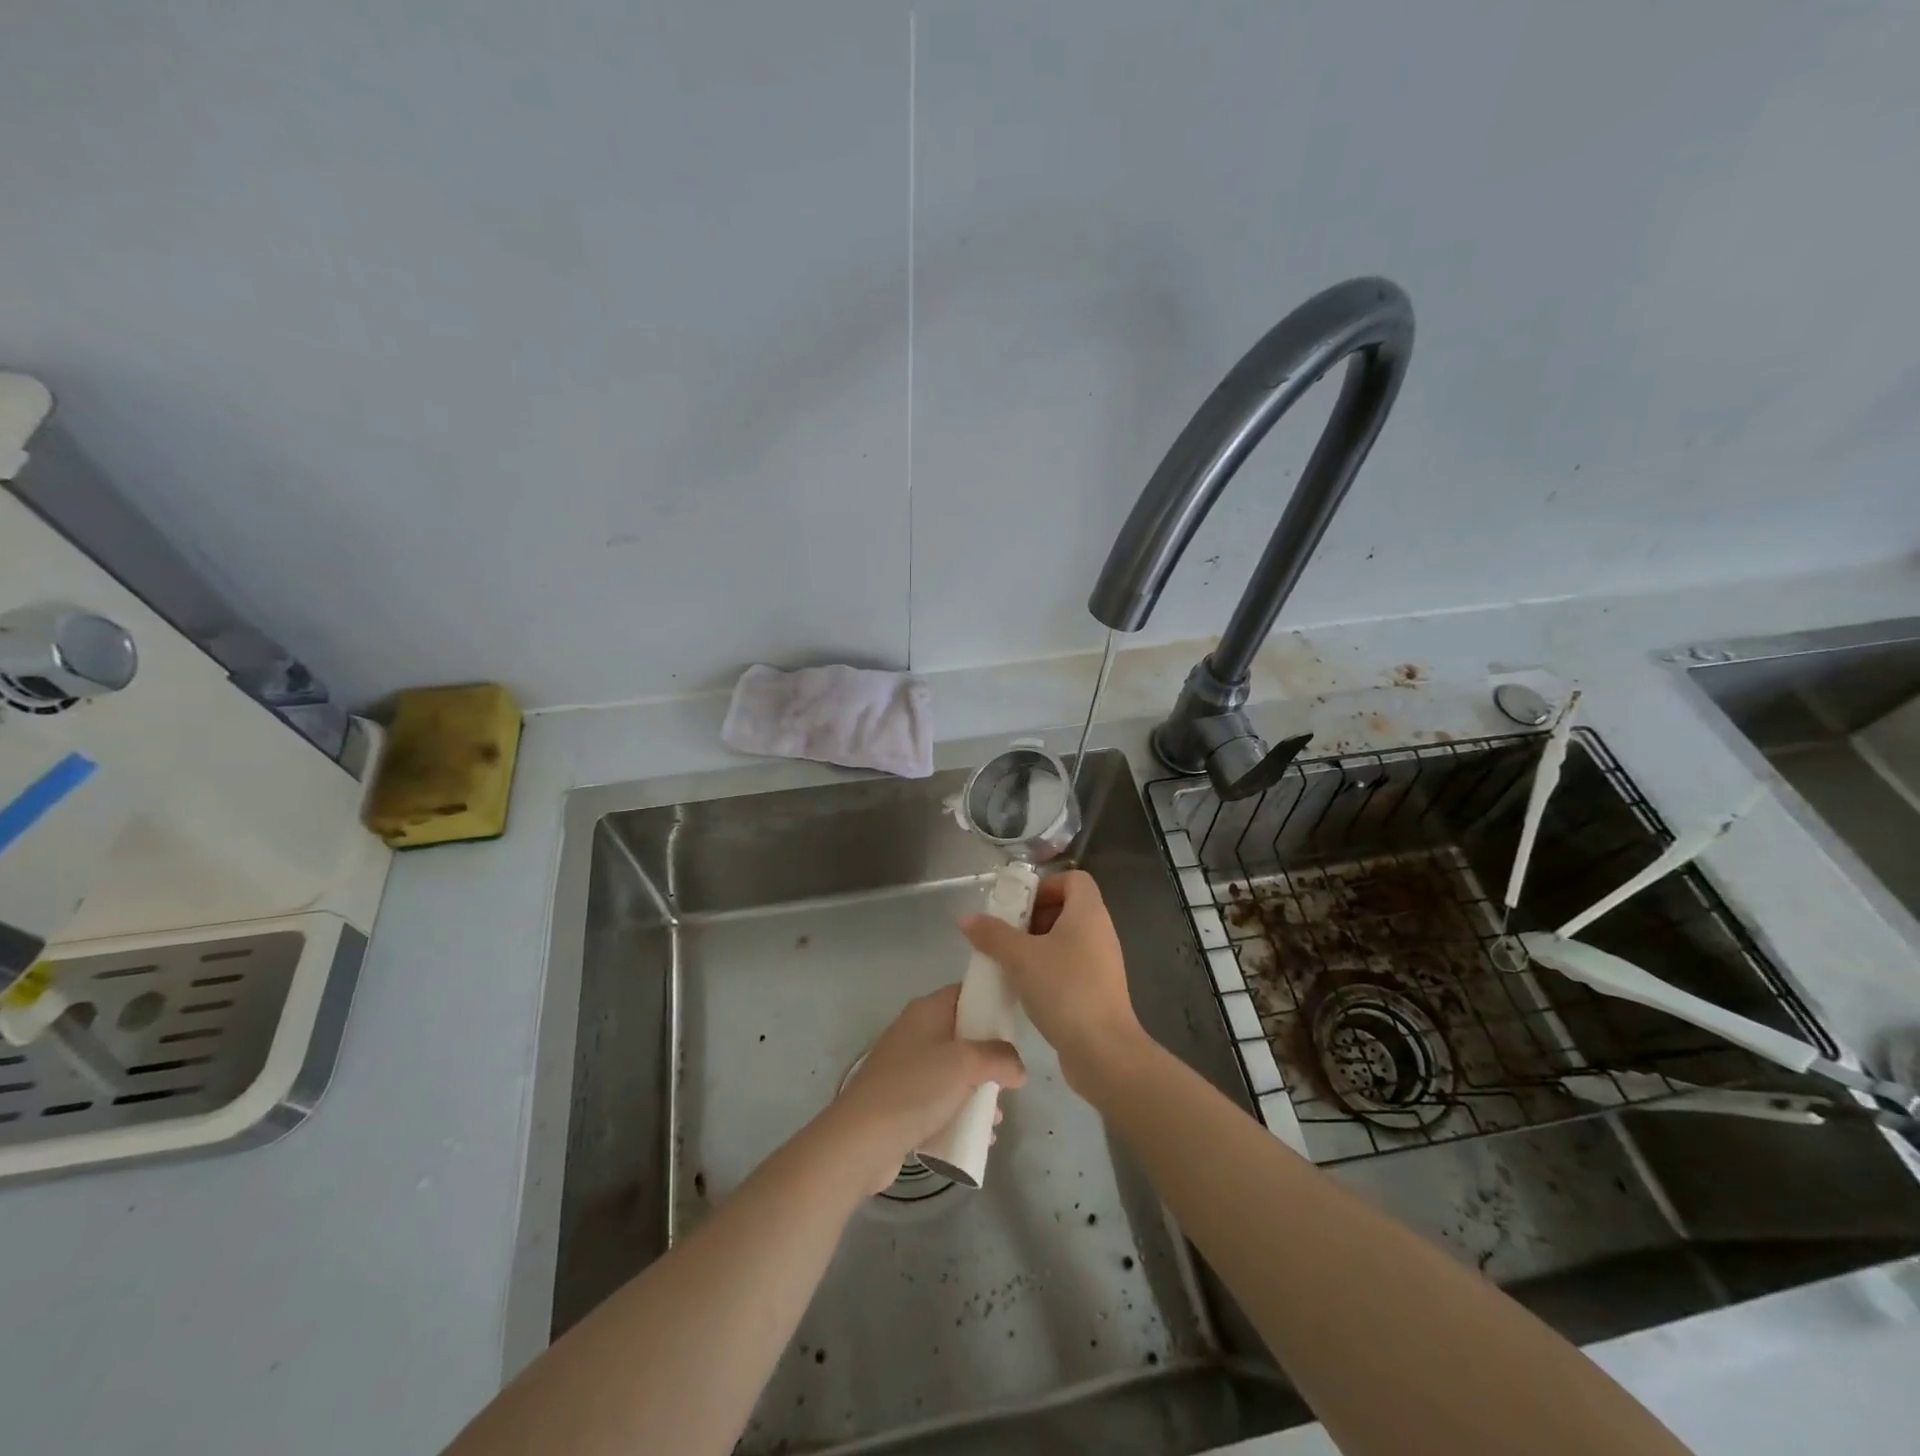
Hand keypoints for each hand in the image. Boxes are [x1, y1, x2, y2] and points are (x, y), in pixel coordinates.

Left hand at [831, 985, 1025, 1193]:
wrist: (861, 1140)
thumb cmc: (916, 1088)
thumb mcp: (966, 1064)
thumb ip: (1000, 1058)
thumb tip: (1018, 1069)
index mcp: (927, 1010)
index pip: (966, 992)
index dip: (992, 1003)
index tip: (1017, 1025)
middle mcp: (916, 1031)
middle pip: (964, 1034)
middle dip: (990, 1058)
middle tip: (1010, 1079)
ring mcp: (907, 1066)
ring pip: (954, 1070)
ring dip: (978, 1090)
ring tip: (996, 1118)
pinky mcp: (902, 1099)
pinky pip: (941, 1098)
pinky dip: (960, 1111)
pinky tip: (978, 1135)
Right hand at [960, 869, 1149, 1098]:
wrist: (1103, 1051)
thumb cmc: (1064, 990)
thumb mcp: (1020, 958)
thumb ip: (992, 934)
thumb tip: (966, 918)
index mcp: (1089, 913)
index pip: (1074, 879)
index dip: (1045, 886)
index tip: (1019, 908)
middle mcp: (1100, 931)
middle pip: (1066, 907)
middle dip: (1033, 918)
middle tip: (1007, 936)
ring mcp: (1101, 962)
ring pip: (1065, 939)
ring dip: (1036, 946)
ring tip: (1010, 963)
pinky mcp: (1097, 989)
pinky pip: (1069, 965)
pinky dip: (1047, 969)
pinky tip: (1025, 989)